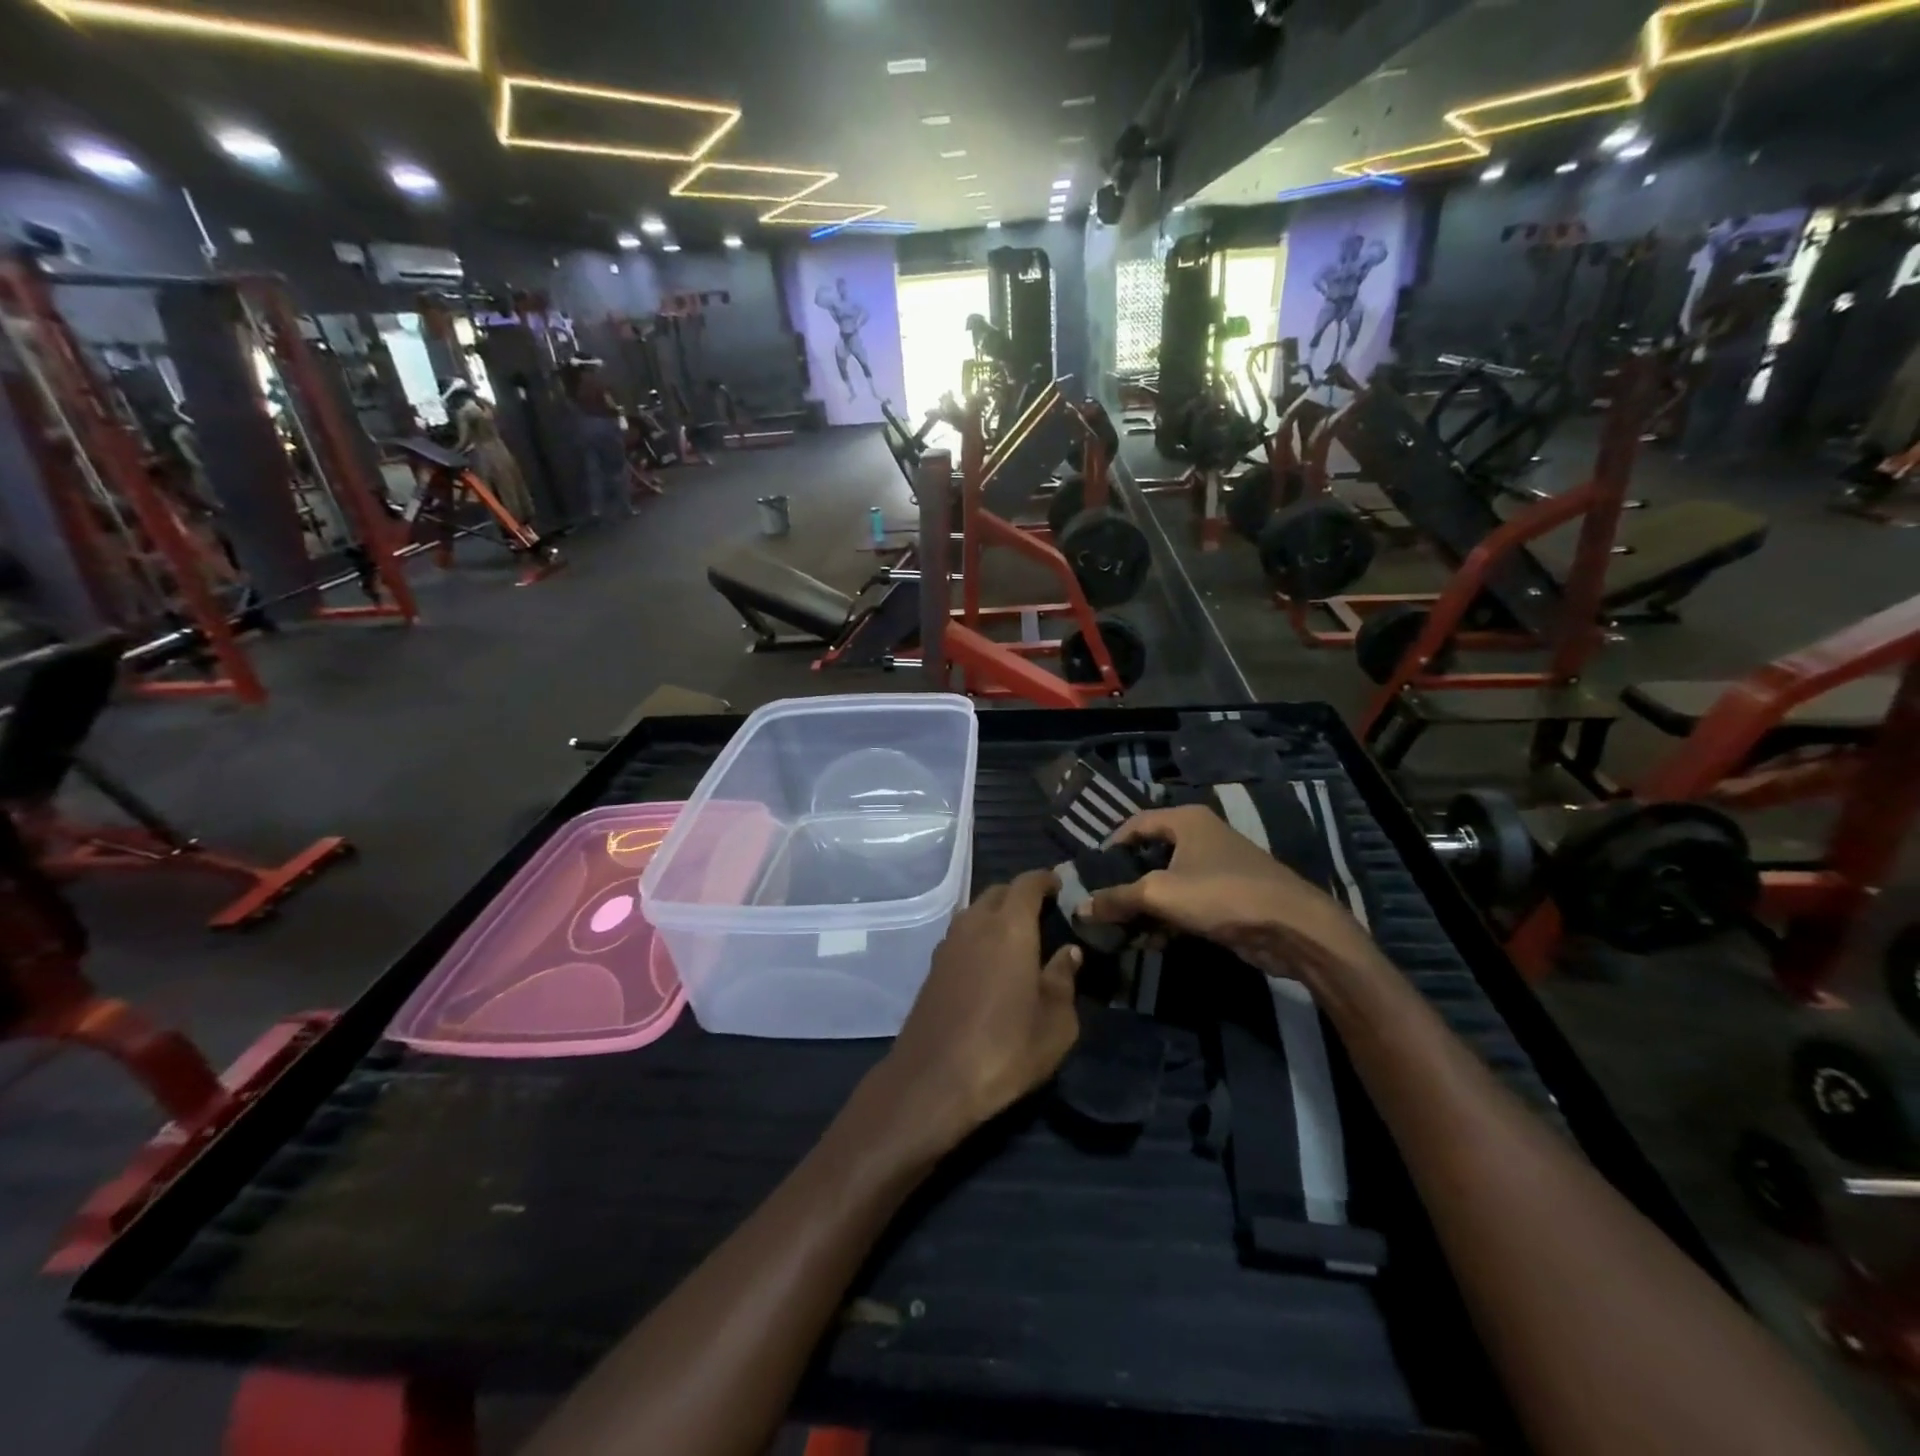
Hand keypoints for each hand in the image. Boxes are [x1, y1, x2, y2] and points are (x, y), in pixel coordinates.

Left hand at [879, 871, 1082, 1149]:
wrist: (933, 1080)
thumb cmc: (1006, 1049)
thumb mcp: (1056, 1024)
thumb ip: (1064, 980)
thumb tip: (1069, 953)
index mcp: (1010, 927)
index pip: (1026, 884)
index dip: (1044, 879)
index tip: (1060, 885)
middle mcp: (975, 924)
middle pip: (998, 892)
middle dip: (1020, 895)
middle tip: (1042, 913)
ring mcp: (948, 944)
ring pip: (975, 911)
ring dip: (996, 914)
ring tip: (1017, 938)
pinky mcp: (933, 967)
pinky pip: (961, 935)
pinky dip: (978, 935)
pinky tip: (989, 962)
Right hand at [1079, 806, 1379, 986]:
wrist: (1292, 928)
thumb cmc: (1221, 894)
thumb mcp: (1159, 894)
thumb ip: (1117, 898)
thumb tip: (1080, 908)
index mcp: (1185, 820)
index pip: (1134, 824)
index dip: (1109, 846)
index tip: (1089, 873)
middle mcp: (1200, 836)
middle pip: (1150, 854)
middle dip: (1125, 881)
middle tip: (1100, 903)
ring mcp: (1216, 867)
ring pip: (1167, 882)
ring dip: (1145, 906)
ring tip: (1120, 929)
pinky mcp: (1226, 897)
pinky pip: (1186, 903)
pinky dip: (1167, 919)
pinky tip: (1151, 942)